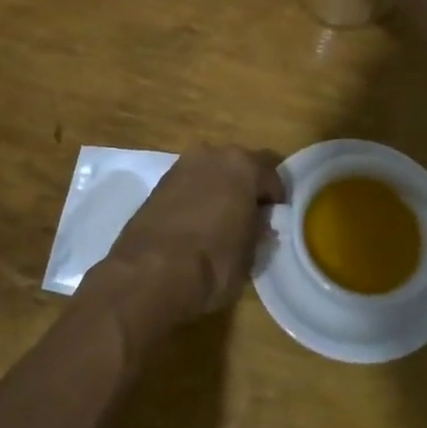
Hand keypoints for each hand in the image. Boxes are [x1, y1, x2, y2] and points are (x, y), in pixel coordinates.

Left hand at [96, 146, 285, 323]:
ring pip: (211, 172)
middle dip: (246, 187)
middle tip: (250, 217)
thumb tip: (261, 225)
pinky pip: (189, 184)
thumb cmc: (213, 262)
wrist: (149, 273)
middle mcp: (212, 154)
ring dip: (219, 189)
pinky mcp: (158, 183)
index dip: (276, 198)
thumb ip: (259, 232)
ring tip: (221, 221)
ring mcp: (181, 166)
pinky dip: (196, 197)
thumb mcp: (250, 254)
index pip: (272, 174)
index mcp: (243, 165)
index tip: (276, 219)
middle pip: (239, 166)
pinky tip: (196, 224)